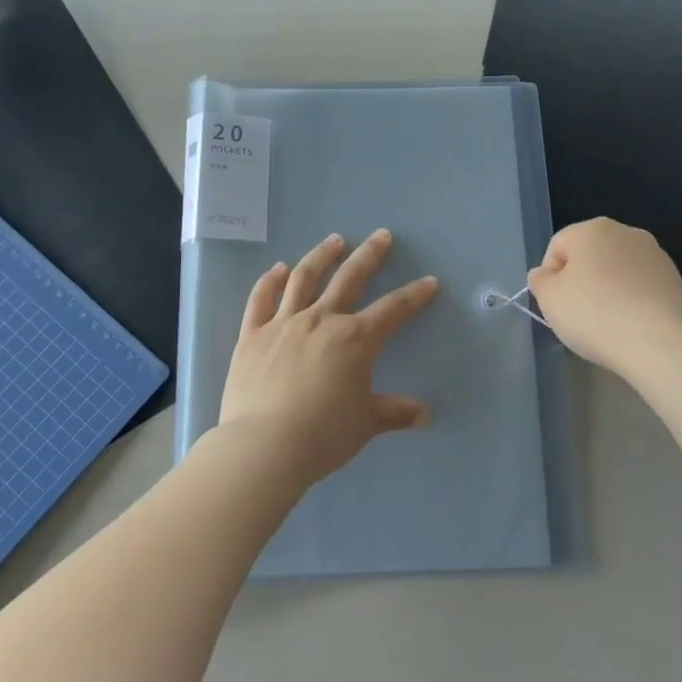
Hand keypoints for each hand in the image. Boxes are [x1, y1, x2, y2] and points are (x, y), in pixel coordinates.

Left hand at [218, 229, 439, 485]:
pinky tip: (278, 269)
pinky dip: (269, 280)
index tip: (429, 281)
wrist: (264, 446)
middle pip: (349, 278)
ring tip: (334, 240)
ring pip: (304, 278)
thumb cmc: (322, 435)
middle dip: (369, 255)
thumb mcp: (365, 424)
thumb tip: (425, 415)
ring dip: (322, 256)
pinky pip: (261, 299)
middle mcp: (321, 320)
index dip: (413, 295)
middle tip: (381, 235)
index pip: (393, 309)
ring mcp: (283, 323)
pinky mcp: (252, 334)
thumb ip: (395, 412)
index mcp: (355, 339)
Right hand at [526, 218, 681, 379]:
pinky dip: (633, 302)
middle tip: (578, 315)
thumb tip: (545, 274)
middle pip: (590, 255)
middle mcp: (626, 233)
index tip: (555, 305)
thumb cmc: (595, 315)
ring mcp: (656, 256)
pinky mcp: (676, 281)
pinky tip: (631, 327)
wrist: (660, 344)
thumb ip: (540, 281)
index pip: (557, 247)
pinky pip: (641, 288)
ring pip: (618, 271)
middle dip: (581, 281)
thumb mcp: (549, 299)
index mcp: (592, 229)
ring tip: (607, 324)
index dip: (550, 277)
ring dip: (608, 290)